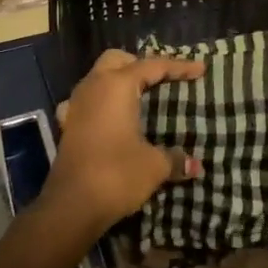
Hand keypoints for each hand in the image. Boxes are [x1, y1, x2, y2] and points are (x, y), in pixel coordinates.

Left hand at [40, 49, 204, 233]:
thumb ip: (175, 159)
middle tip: (162, 80)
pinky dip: (101, 102)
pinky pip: (86, 101)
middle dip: (140, 64)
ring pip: (98, 78)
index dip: (179, 67)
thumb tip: (195, 165)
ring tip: (139, 98)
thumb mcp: (154, 166)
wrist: (71, 206)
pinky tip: (109, 118)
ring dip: (118, 81)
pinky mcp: (67, 125)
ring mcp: (76, 105)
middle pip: (117, 60)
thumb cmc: (116, 174)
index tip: (200, 70)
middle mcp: (94, 86)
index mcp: (117, 85)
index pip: (153, 66)